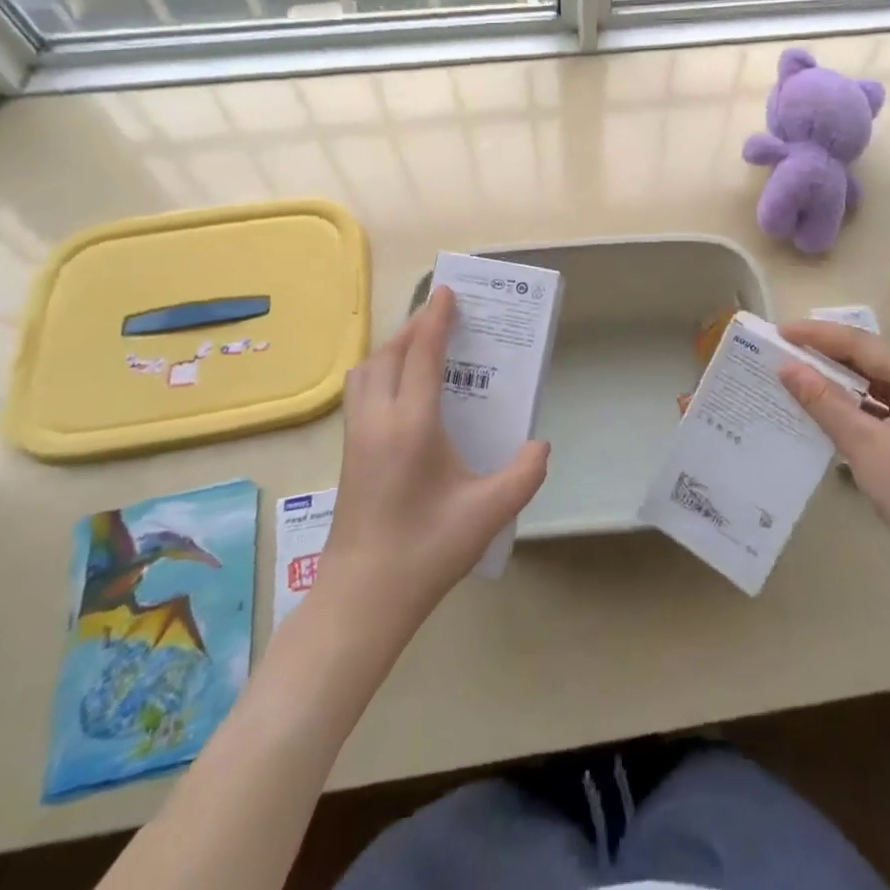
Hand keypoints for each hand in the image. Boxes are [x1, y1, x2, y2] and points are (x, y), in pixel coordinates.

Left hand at [321, 286, 548, 631]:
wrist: (361, 598)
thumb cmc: (426, 550)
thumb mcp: (489, 512)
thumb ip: (525, 473)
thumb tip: (540, 444)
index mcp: (412, 424)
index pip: (422, 354)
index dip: (436, 318)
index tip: (448, 291)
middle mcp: (379, 419)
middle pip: (390, 353)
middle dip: (415, 326)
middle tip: (443, 314)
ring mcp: (357, 436)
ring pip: (367, 370)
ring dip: (393, 348)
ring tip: (420, 347)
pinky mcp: (349, 453)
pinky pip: (360, 391)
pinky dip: (380, 371)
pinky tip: (400, 390)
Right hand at [778, 320, 889, 580]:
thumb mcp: (862, 444)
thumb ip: (823, 401)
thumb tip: (786, 366)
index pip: (861, 343)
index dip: (817, 335)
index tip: (780, 331)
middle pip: (868, 356)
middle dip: (825, 352)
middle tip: (783, 347)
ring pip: (873, 379)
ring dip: (836, 377)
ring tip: (796, 370)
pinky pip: (879, 402)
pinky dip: (850, 401)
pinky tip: (822, 404)